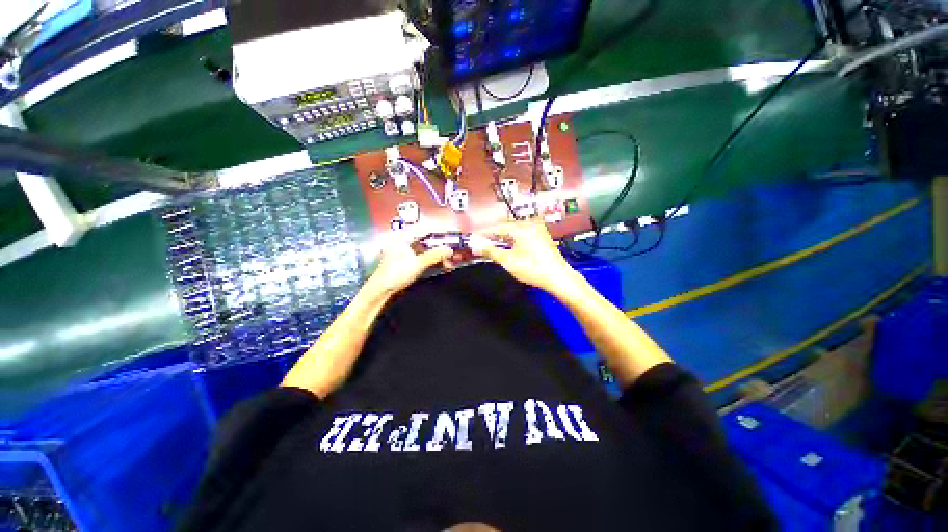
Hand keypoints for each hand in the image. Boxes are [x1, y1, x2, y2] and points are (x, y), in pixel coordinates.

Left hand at [365, 228, 452, 296]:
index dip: (442, 231)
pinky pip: (425, 257)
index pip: (427, 228)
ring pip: (428, 249)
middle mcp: (405, 241)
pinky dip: (434, 260)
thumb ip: (435, 255)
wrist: (381, 290)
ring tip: (450, 262)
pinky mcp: (409, 261)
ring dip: (440, 255)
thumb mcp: (418, 263)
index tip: (454, 234)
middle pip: (429, 240)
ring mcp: (407, 251)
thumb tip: (450, 250)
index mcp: (404, 236)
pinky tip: (443, 265)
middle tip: (454, 252)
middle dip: (443, 246)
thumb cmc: (395, 273)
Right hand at [469, 221, 577, 291]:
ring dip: (502, 237)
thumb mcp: (508, 261)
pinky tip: (507, 246)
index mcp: (521, 228)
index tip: (474, 238)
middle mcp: (529, 225)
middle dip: (492, 235)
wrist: (558, 277)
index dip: (484, 233)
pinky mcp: (541, 236)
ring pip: (514, 231)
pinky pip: (522, 234)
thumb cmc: (533, 269)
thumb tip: (476, 247)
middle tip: (481, 242)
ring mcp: (537, 230)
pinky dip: (512, 239)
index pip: (497, 227)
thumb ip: (491, 252)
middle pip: (505, 227)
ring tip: (491, 245)